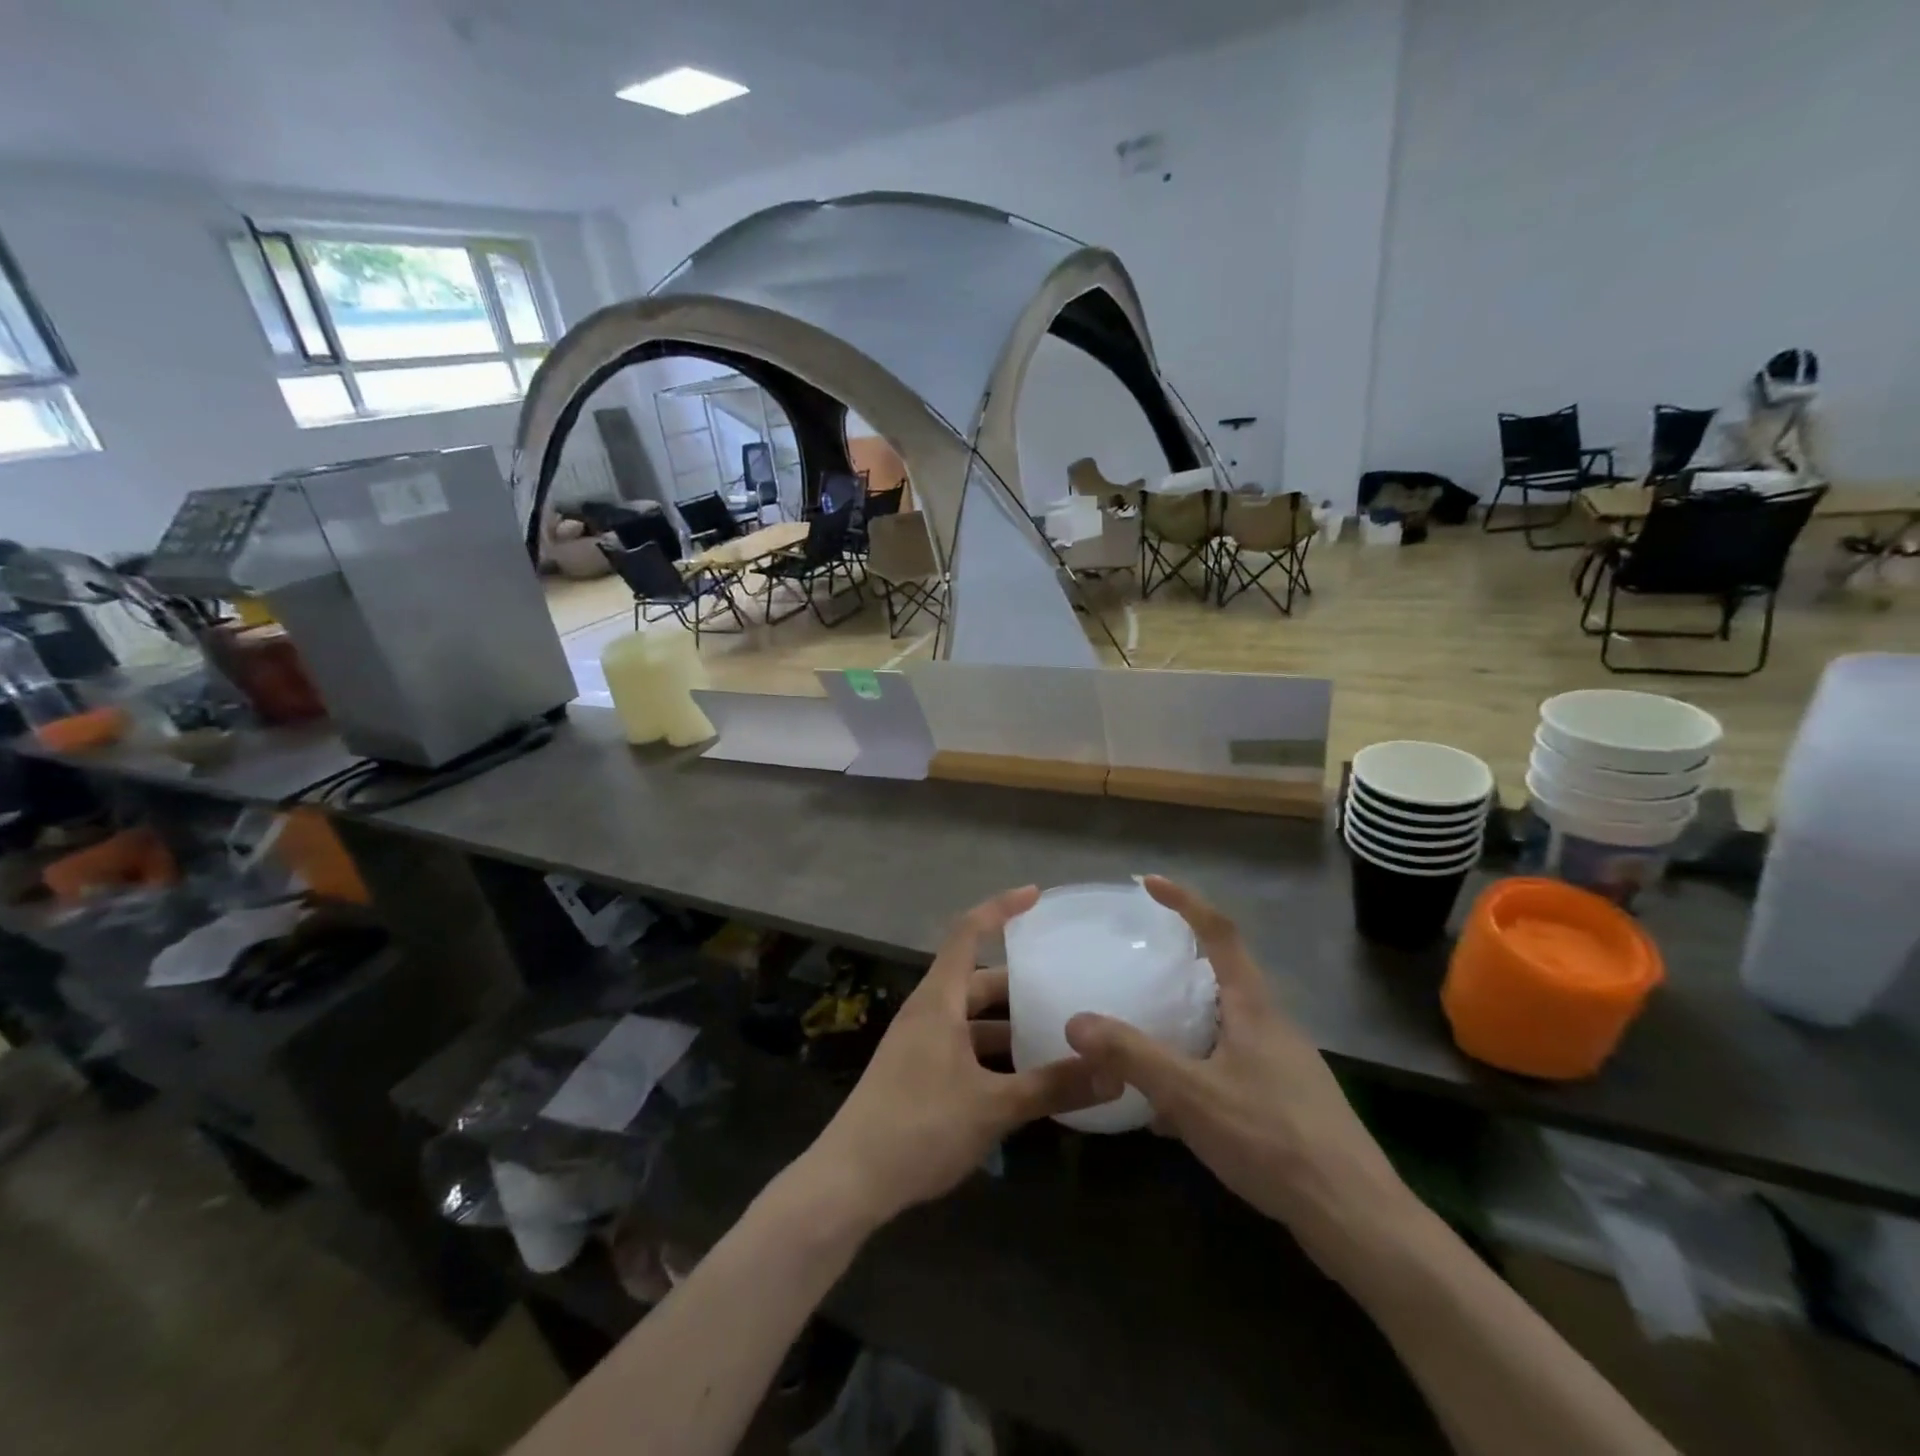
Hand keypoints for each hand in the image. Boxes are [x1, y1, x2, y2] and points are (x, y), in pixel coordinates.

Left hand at [801, 886, 1108, 1231]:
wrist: (849, 1181)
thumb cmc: (920, 1126)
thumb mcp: (993, 1107)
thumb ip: (1053, 1087)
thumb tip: (1115, 1073)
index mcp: (938, 1001)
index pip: (967, 933)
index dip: (1001, 908)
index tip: (1036, 895)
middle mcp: (927, 1013)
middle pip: (976, 981)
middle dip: (1018, 982)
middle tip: (1064, 985)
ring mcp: (918, 1045)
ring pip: (970, 1019)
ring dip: (1007, 1024)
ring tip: (1054, 1035)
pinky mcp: (916, 1074)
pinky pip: (962, 1047)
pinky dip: (992, 1054)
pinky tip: (1022, 1081)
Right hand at [1064, 877, 1415, 1278]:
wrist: (1355, 1218)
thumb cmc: (1272, 1138)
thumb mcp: (1191, 1094)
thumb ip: (1132, 1056)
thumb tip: (1076, 1021)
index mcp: (1254, 1007)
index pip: (1220, 932)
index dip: (1185, 901)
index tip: (1149, 883)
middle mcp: (1272, 1025)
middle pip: (1225, 976)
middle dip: (1182, 965)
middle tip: (1139, 965)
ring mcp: (1283, 1065)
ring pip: (1225, 1026)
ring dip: (1186, 1025)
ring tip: (1145, 1040)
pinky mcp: (1286, 1102)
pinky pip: (1231, 1067)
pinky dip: (1197, 1072)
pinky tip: (1171, 1114)